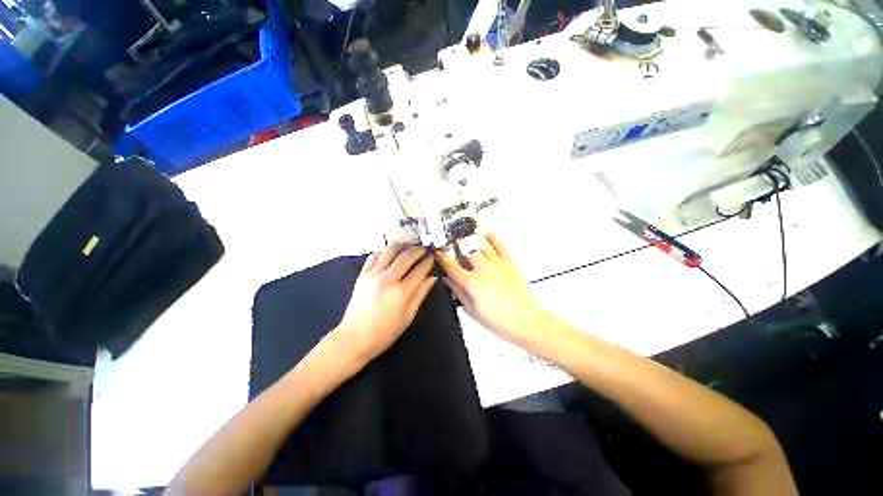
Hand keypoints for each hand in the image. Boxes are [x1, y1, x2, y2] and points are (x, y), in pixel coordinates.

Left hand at [335, 244, 436, 362]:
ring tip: (408, 246)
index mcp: (401, 292)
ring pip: (389, 251)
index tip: (433, 257)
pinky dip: (383, 251)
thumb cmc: (385, 332)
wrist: (354, 338)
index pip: (419, 270)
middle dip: (417, 250)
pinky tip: (389, 252)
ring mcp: (373, 275)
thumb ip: (420, 295)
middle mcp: (388, 279)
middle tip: (423, 249)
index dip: (428, 262)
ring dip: (401, 246)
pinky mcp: (362, 275)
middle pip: (406, 256)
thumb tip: (432, 279)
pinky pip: (373, 256)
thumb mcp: (408, 316)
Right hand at [436, 233, 550, 346]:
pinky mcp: (509, 262)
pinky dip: (492, 238)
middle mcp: (483, 269)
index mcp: (472, 282)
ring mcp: (497, 263)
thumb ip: (458, 291)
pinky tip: (487, 235)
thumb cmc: (497, 320)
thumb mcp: (472, 309)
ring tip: (467, 242)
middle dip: (459, 252)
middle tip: (456, 255)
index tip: (438, 254)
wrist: (524, 319)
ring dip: (473, 243)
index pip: (452, 267)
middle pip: (467, 253)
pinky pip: (500, 245)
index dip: (442, 259)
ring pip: (481, 245)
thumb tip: (446, 279)